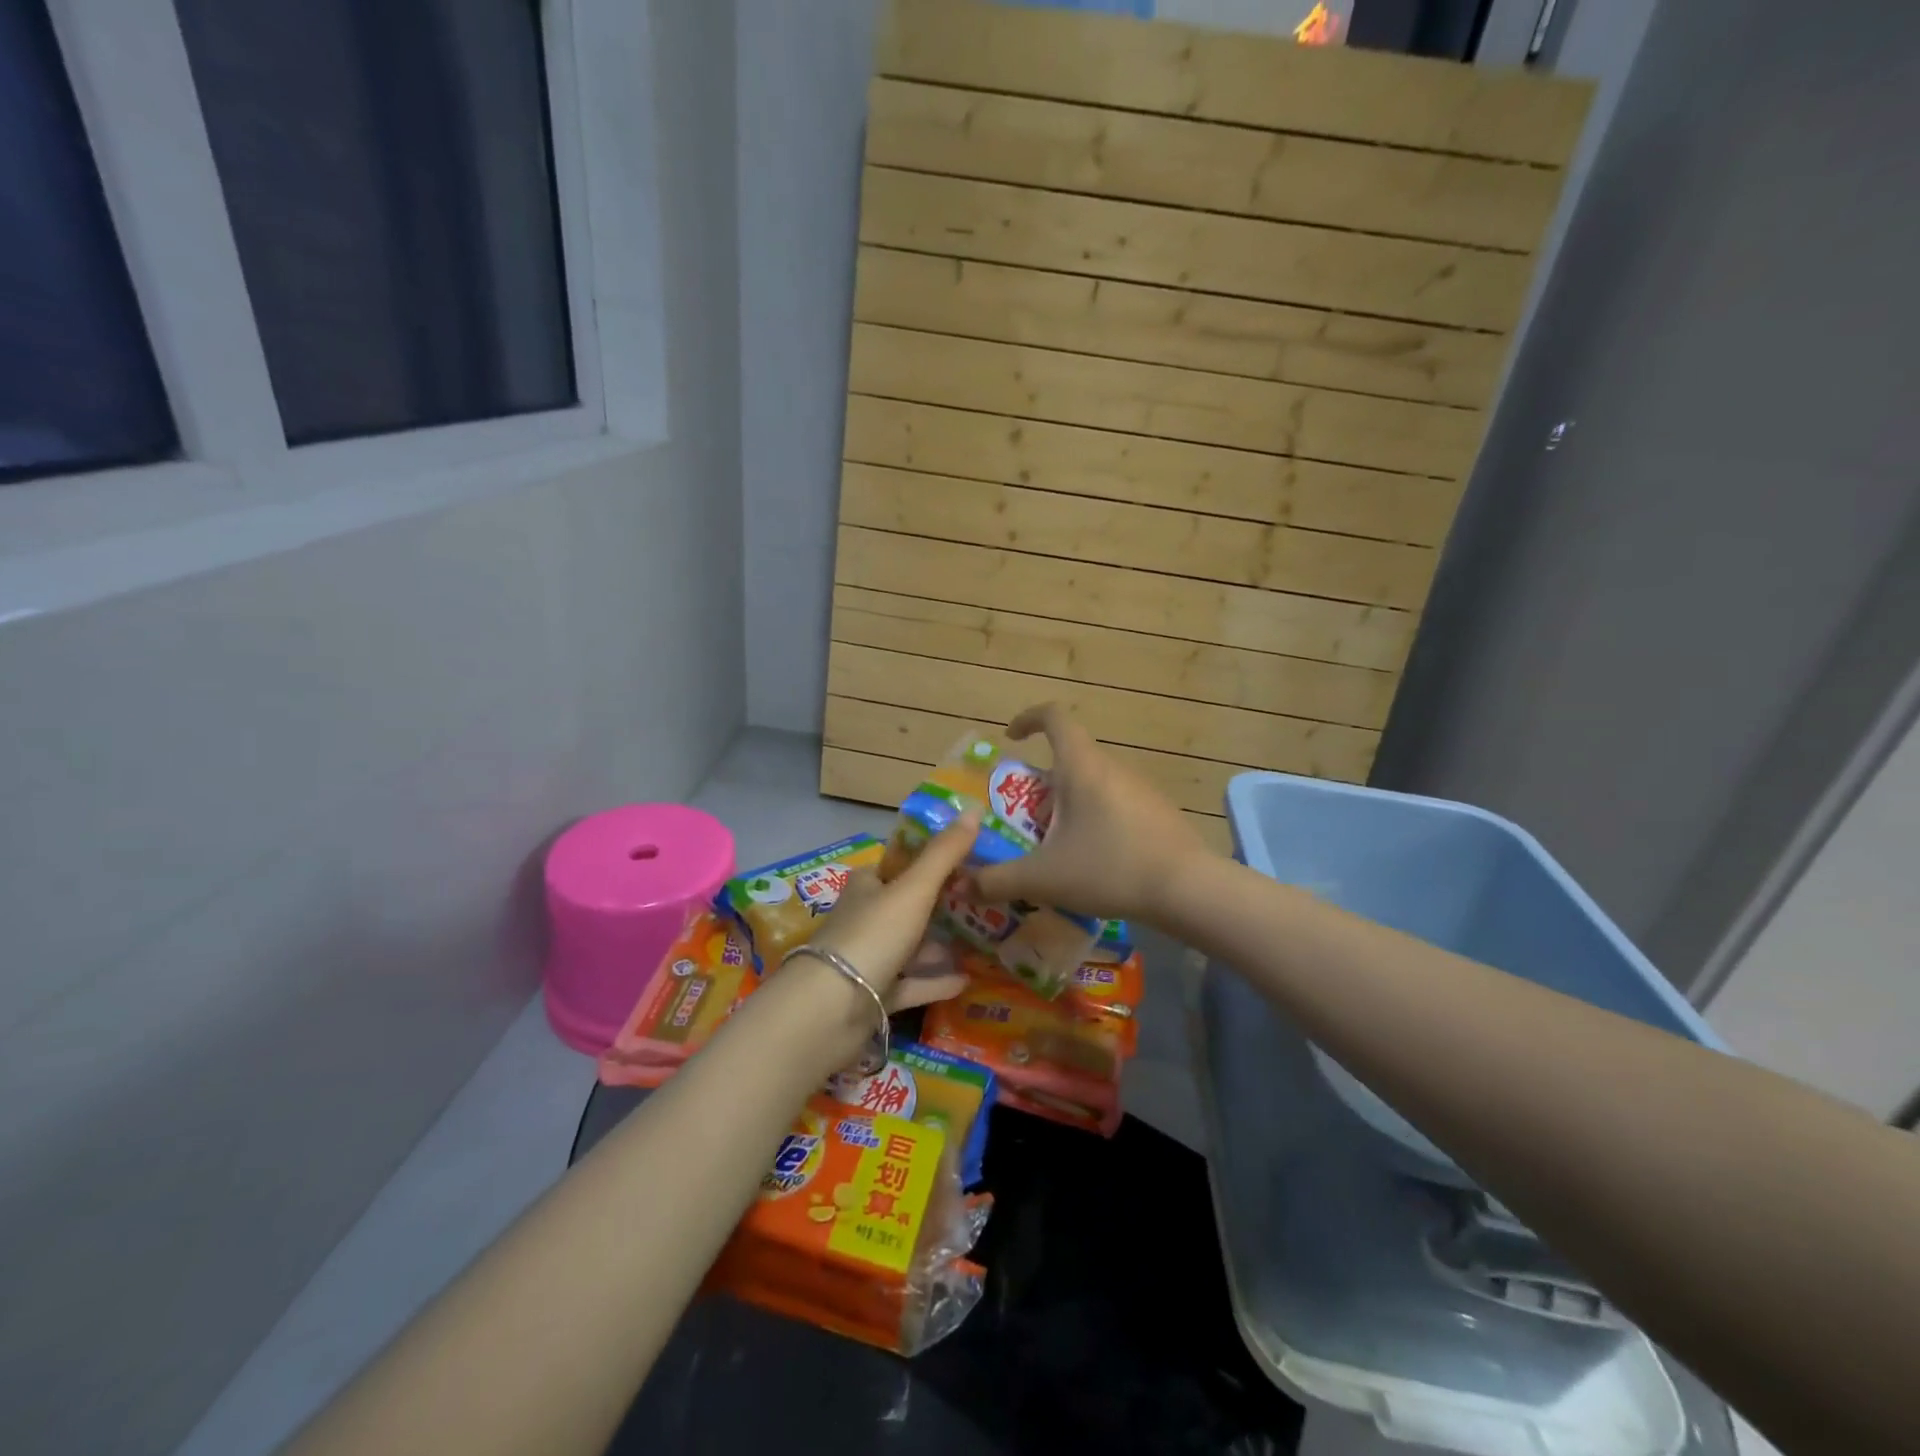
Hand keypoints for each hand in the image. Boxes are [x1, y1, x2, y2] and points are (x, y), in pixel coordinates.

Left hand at [806, 807, 979, 1011]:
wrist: (828, 1010)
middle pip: (904, 908)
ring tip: (979, 942)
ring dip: (938, 946)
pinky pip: (910, 985)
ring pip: (908, 948)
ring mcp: (867, 960)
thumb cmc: (871, 936)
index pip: (897, 867)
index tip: (965, 863)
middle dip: (938, 906)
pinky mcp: (872, 997)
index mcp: (866, 887)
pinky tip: (966, 980)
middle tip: (980, 903)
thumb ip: (944, 853)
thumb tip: (974, 807)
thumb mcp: (913, 889)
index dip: (927, 863)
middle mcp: (864, 920)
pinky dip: (935, 981)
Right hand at [966, 704, 1209, 923]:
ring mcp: (1140, 788)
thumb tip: (961, 885)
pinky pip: (1115, 803)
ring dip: (1068, 805)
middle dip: (1041, 784)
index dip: (1028, 718)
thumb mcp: (1043, 878)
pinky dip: (1095, 820)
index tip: (1011, 739)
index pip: (1054, 716)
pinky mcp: (1158, 811)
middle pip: (1069, 758)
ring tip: (1055, 848)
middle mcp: (1112, 767)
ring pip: (1093, 783)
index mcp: (1082, 767)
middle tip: (1025, 821)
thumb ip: (997, 880)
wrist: (1188, 889)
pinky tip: (1094, 861)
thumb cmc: (1109, 868)